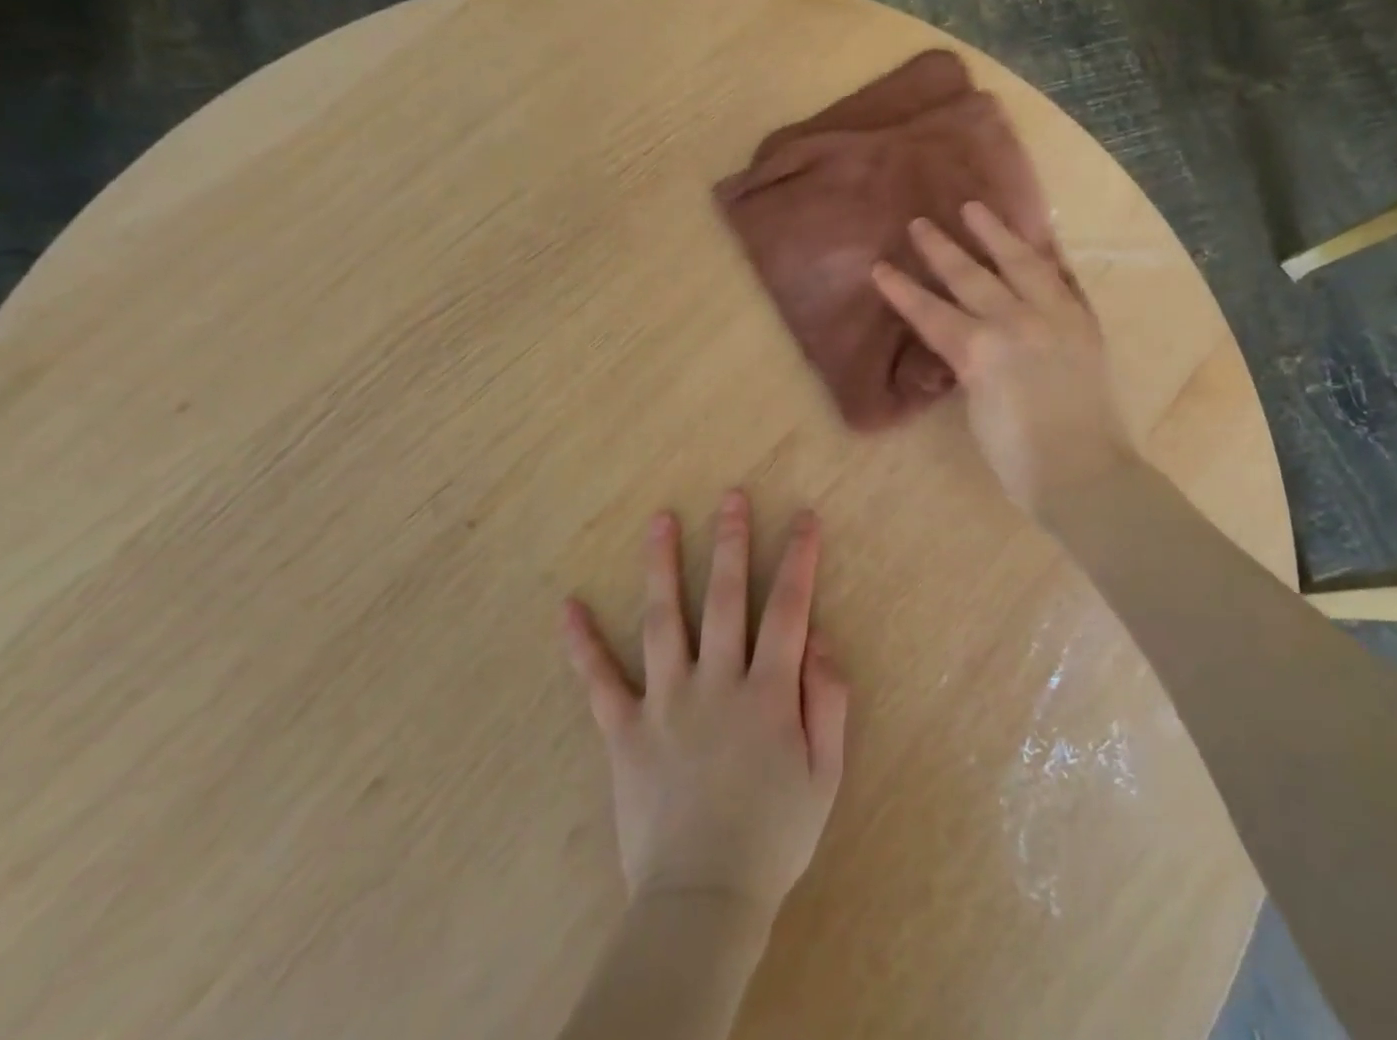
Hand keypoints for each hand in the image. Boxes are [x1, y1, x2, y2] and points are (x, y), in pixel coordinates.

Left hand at [562, 490, 848, 923]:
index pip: (788, 608)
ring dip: (661, 566)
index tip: (803, 517)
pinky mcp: (625, 731)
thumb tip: (819, 638)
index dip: (798, 559)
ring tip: (659, 520)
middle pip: (724, 598)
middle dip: (731, 542)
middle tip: (731, 497)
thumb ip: (829, 700)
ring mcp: (665, 702)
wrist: (703, 900)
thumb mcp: (825, 773)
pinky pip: (600, 682)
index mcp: (767, 692)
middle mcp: (716, 682)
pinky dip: (582, 645)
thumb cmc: (773, 835)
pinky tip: (567, 607)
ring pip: (663, 621)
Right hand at [871, 202, 1137, 515]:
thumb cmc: (1018, 459)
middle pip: (971, 276)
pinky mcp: (1084, 324)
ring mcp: (1055, 317)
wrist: (1086, 475)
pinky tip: (1037, 239)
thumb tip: (965, 343)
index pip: (930, 311)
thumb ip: (969, 366)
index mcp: (980, 351)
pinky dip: (1046, 256)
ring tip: (976, 209)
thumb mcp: (976, 410)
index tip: (880, 266)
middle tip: (921, 223)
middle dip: (941, 249)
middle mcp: (1016, 322)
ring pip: (1022, 262)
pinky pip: (1063, 278)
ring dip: (996, 233)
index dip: (902, 290)